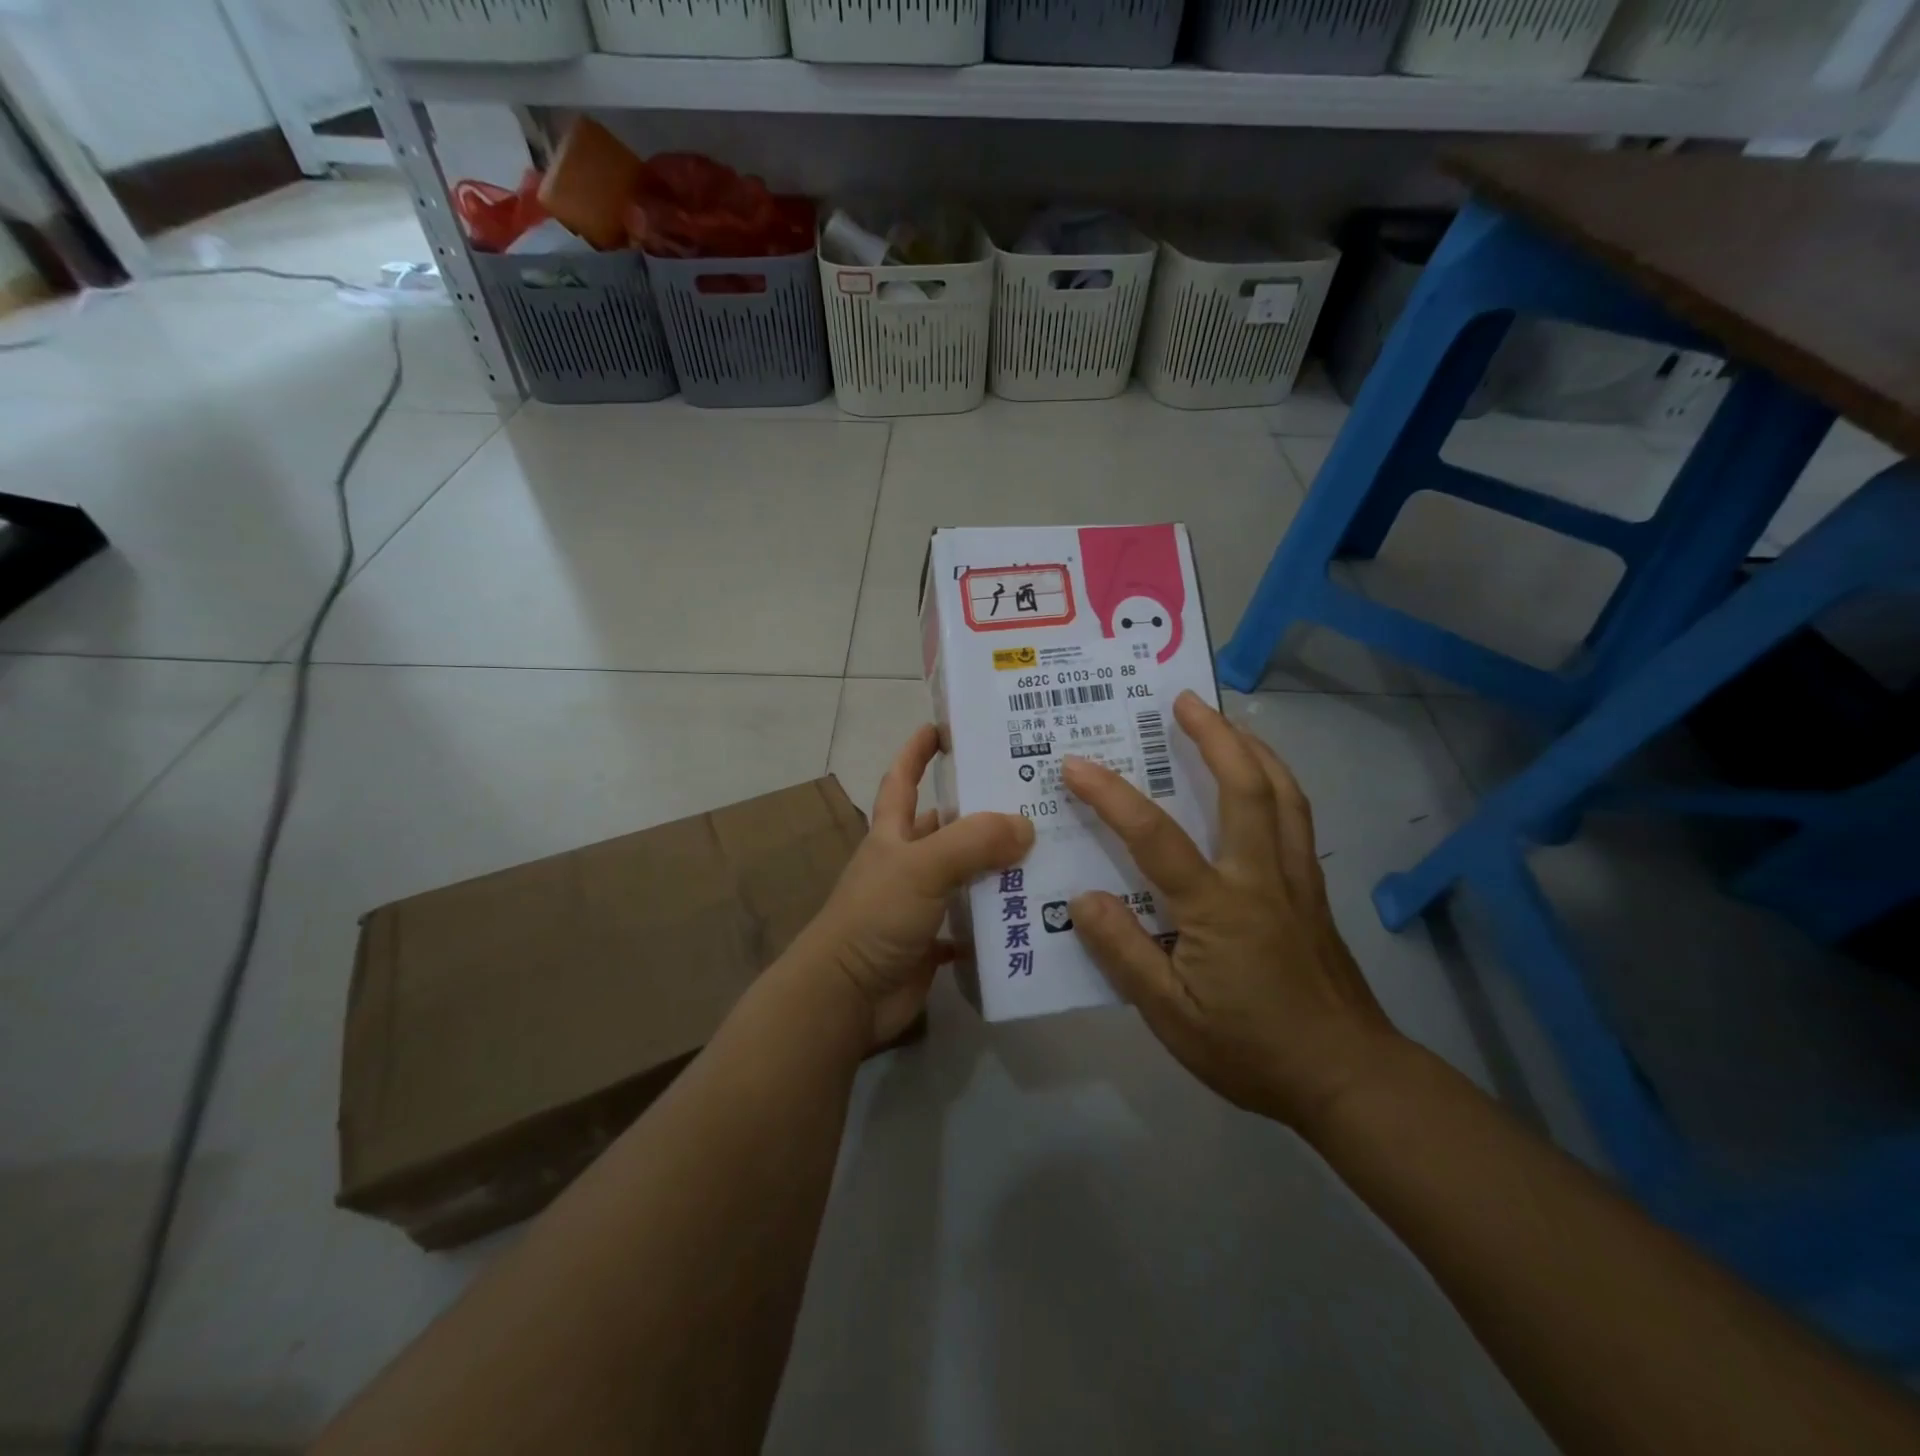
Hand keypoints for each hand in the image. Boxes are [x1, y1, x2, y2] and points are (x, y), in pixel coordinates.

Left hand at [799, 724, 1033, 1046]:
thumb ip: (972, 842)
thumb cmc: (875, 917)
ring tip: (1048, 852)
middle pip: (946, 826)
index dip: (918, 750)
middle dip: (981, 811)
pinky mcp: (931, 942)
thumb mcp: (921, 867)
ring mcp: (918, 904)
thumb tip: (1026, 825)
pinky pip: (970, 924)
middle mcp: (906, 862)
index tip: (945, 726)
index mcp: (893, 834)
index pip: (903, 779)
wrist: (845, 997)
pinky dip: (995, 920)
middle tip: (1033, 796)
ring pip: (964, 875)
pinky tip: (1031, 913)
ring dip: (997, 867)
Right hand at [1062, 692, 1399, 1131]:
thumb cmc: (1252, 1051)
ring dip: (1253, 749)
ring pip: (1283, 795)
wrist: (1350, 1078)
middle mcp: (1261, 878)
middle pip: (1244, 789)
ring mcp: (1296, 881)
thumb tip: (1082, 898)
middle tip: (1184, 699)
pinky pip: (1298, 819)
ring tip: (1227, 722)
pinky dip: (1278, 784)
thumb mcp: (1171, 1017)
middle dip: (1213, 736)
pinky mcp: (1314, 893)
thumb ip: (1124, 954)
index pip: (1155, 837)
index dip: (1111, 795)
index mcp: (1218, 908)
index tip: (1076, 763)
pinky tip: (1264, 782)